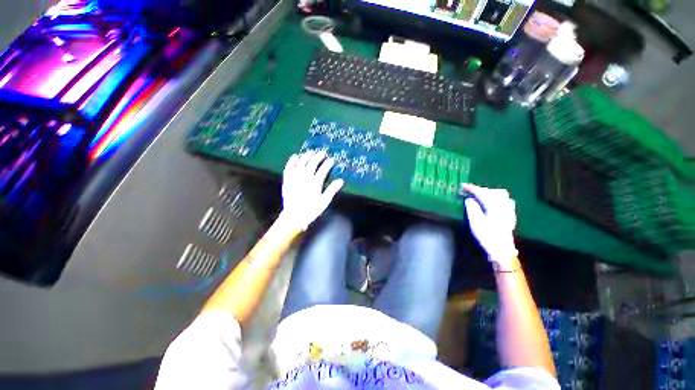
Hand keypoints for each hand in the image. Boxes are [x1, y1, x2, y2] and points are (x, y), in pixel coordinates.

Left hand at [280, 150, 343, 230]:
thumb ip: (332, 190)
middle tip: (322, 153)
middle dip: (318, 157)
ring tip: (311, 152)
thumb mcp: (324, 202)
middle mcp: (304, 177)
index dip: (328, 164)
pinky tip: (295, 156)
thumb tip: (341, 180)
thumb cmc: (311, 210)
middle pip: (312, 163)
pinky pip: (289, 167)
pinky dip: (292, 161)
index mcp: (315, 183)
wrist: (293, 217)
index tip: (332, 160)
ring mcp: (294, 177)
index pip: (323, 169)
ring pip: (301, 163)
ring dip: (306, 156)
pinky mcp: (287, 180)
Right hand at [461, 183, 518, 269]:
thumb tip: (469, 199)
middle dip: (479, 190)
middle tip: (468, 191)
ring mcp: (508, 209)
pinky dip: (495, 197)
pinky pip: (504, 199)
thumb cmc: (487, 235)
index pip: (482, 193)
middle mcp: (503, 205)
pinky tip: (491, 201)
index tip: (462, 186)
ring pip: (500, 194)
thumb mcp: (476, 222)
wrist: (502, 249)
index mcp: (494, 206)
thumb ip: (472, 208)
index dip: (471, 188)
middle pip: (492, 192)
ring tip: (479, 195)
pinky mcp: (510, 214)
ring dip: (488, 192)